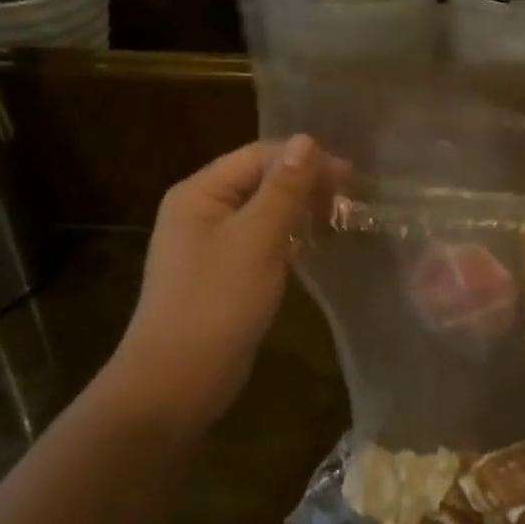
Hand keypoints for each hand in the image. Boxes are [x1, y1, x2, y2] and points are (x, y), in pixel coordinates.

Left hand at [115, 135, 333, 431]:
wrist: (175, 384)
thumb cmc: (215, 305)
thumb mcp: (255, 241)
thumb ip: (283, 190)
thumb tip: (307, 139)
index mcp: (200, 193)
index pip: (258, 156)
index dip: (304, 160)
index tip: (349, 178)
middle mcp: (201, 209)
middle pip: (260, 180)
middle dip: (303, 185)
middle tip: (348, 203)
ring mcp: (210, 243)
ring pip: (263, 211)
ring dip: (298, 211)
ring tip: (338, 221)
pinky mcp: (223, 272)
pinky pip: (260, 240)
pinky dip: (287, 238)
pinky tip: (312, 247)